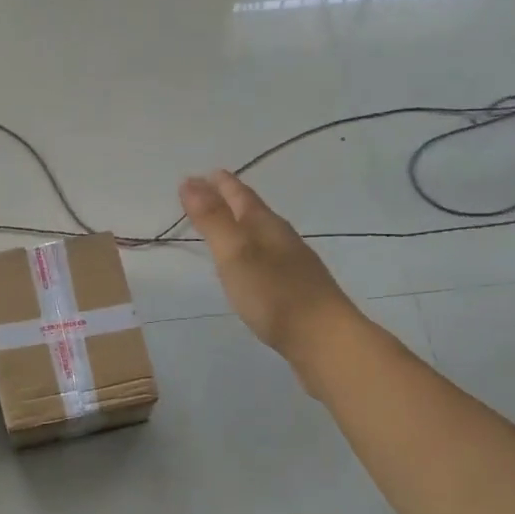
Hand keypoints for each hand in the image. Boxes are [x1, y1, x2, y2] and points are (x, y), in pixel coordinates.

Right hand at [179, 171, 358, 367]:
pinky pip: (268, 260)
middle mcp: (282, 239)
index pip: (240, 195)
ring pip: (262, 236)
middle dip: (230, 200)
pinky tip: (250, 268)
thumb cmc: (274, 294)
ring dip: (241, 227)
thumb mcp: (235, 253)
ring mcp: (293, 265)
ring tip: (225, 227)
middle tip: (208, 194)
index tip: (202, 174)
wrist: (324, 340)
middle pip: (253, 212)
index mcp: (266, 226)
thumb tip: (190, 181)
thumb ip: (212, 219)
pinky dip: (252, 254)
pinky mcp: (297, 291)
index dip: (220, 184)